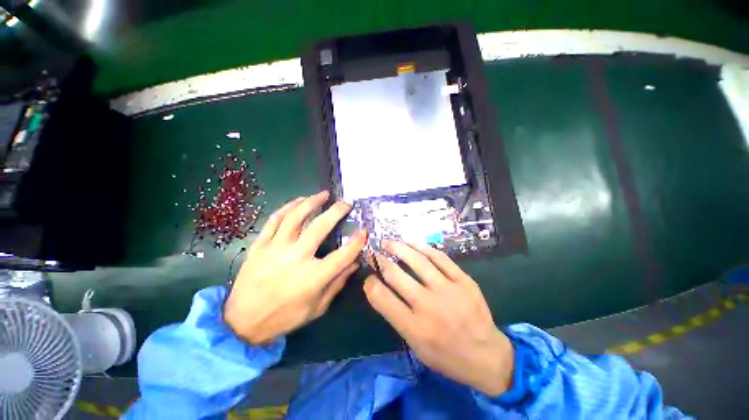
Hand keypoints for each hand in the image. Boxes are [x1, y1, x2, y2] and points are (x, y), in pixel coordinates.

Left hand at [224, 191, 366, 344]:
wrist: (241, 323)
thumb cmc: (284, 318)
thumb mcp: (317, 307)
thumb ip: (338, 283)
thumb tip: (355, 263)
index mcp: (313, 278)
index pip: (343, 255)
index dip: (357, 241)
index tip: (364, 230)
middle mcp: (295, 259)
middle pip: (320, 227)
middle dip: (336, 211)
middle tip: (347, 202)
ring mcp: (275, 249)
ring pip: (295, 217)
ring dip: (311, 202)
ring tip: (323, 194)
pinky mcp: (259, 245)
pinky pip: (274, 220)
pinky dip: (288, 207)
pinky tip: (298, 201)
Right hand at [364, 240, 513, 395]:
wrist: (487, 356)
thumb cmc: (447, 356)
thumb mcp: (416, 346)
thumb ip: (397, 317)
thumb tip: (382, 288)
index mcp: (414, 328)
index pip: (382, 298)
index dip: (370, 283)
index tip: (369, 277)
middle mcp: (429, 306)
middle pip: (396, 275)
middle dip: (381, 260)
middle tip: (375, 252)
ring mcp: (448, 290)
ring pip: (418, 261)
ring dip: (399, 247)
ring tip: (389, 241)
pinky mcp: (464, 280)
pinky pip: (440, 258)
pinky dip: (423, 247)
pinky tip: (412, 242)